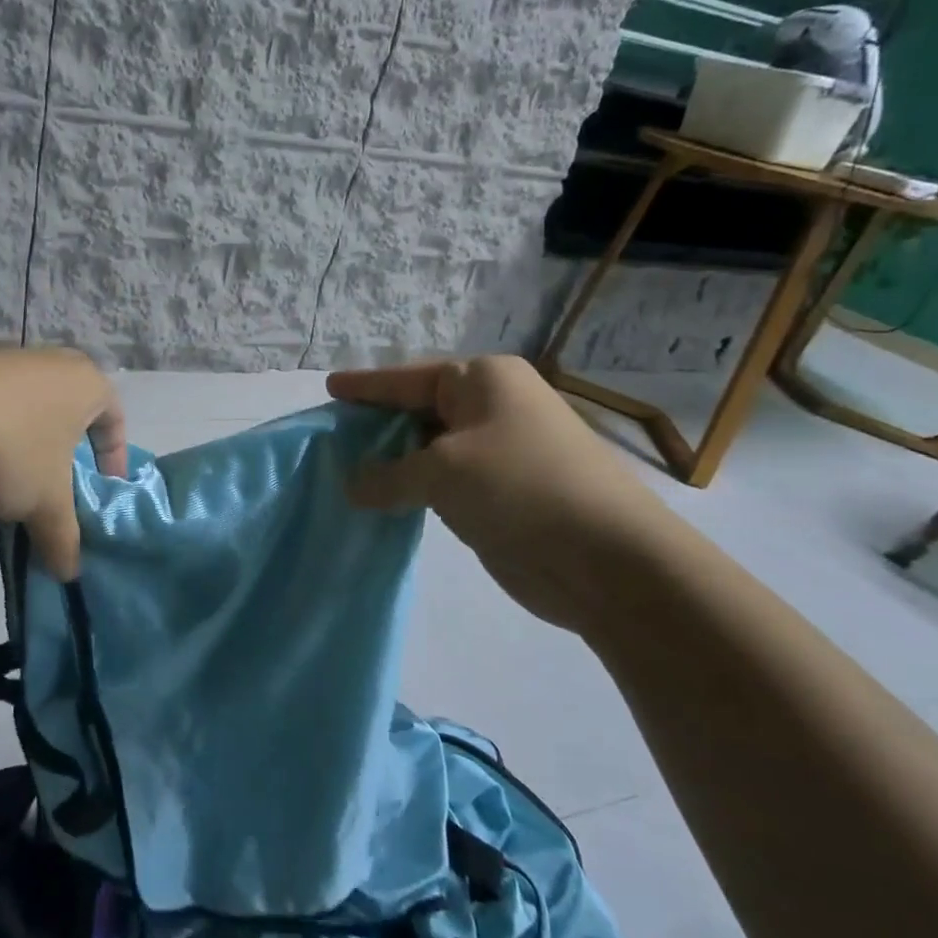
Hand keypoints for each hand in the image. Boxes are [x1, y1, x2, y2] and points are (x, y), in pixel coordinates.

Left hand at [0, 348, 126, 579]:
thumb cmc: (7, 448)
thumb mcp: (45, 503)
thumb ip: (64, 538)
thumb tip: (69, 573)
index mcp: (85, 382)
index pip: (115, 420)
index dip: (113, 461)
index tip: (101, 493)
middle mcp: (49, 363)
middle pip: (69, 421)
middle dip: (63, 463)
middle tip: (55, 498)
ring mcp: (1, 364)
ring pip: (26, 420)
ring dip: (22, 458)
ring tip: (7, 495)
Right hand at [328, 356, 677, 630]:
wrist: (607, 559)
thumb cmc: (518, 488)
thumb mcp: (440, 472)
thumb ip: (388, 475)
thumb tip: (354, 485)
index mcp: (483, 380)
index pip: (408, 378)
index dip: (366, 386)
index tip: (330, 387)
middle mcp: (493, 407)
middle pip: (419, 410)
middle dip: (377, 426)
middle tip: (331, 439)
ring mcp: (500, 450)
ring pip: (431, 448)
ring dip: (395, 462)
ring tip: (347, 471)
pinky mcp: (502, 491)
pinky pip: (445, 480)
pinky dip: (415, 488)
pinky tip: (385, 500)